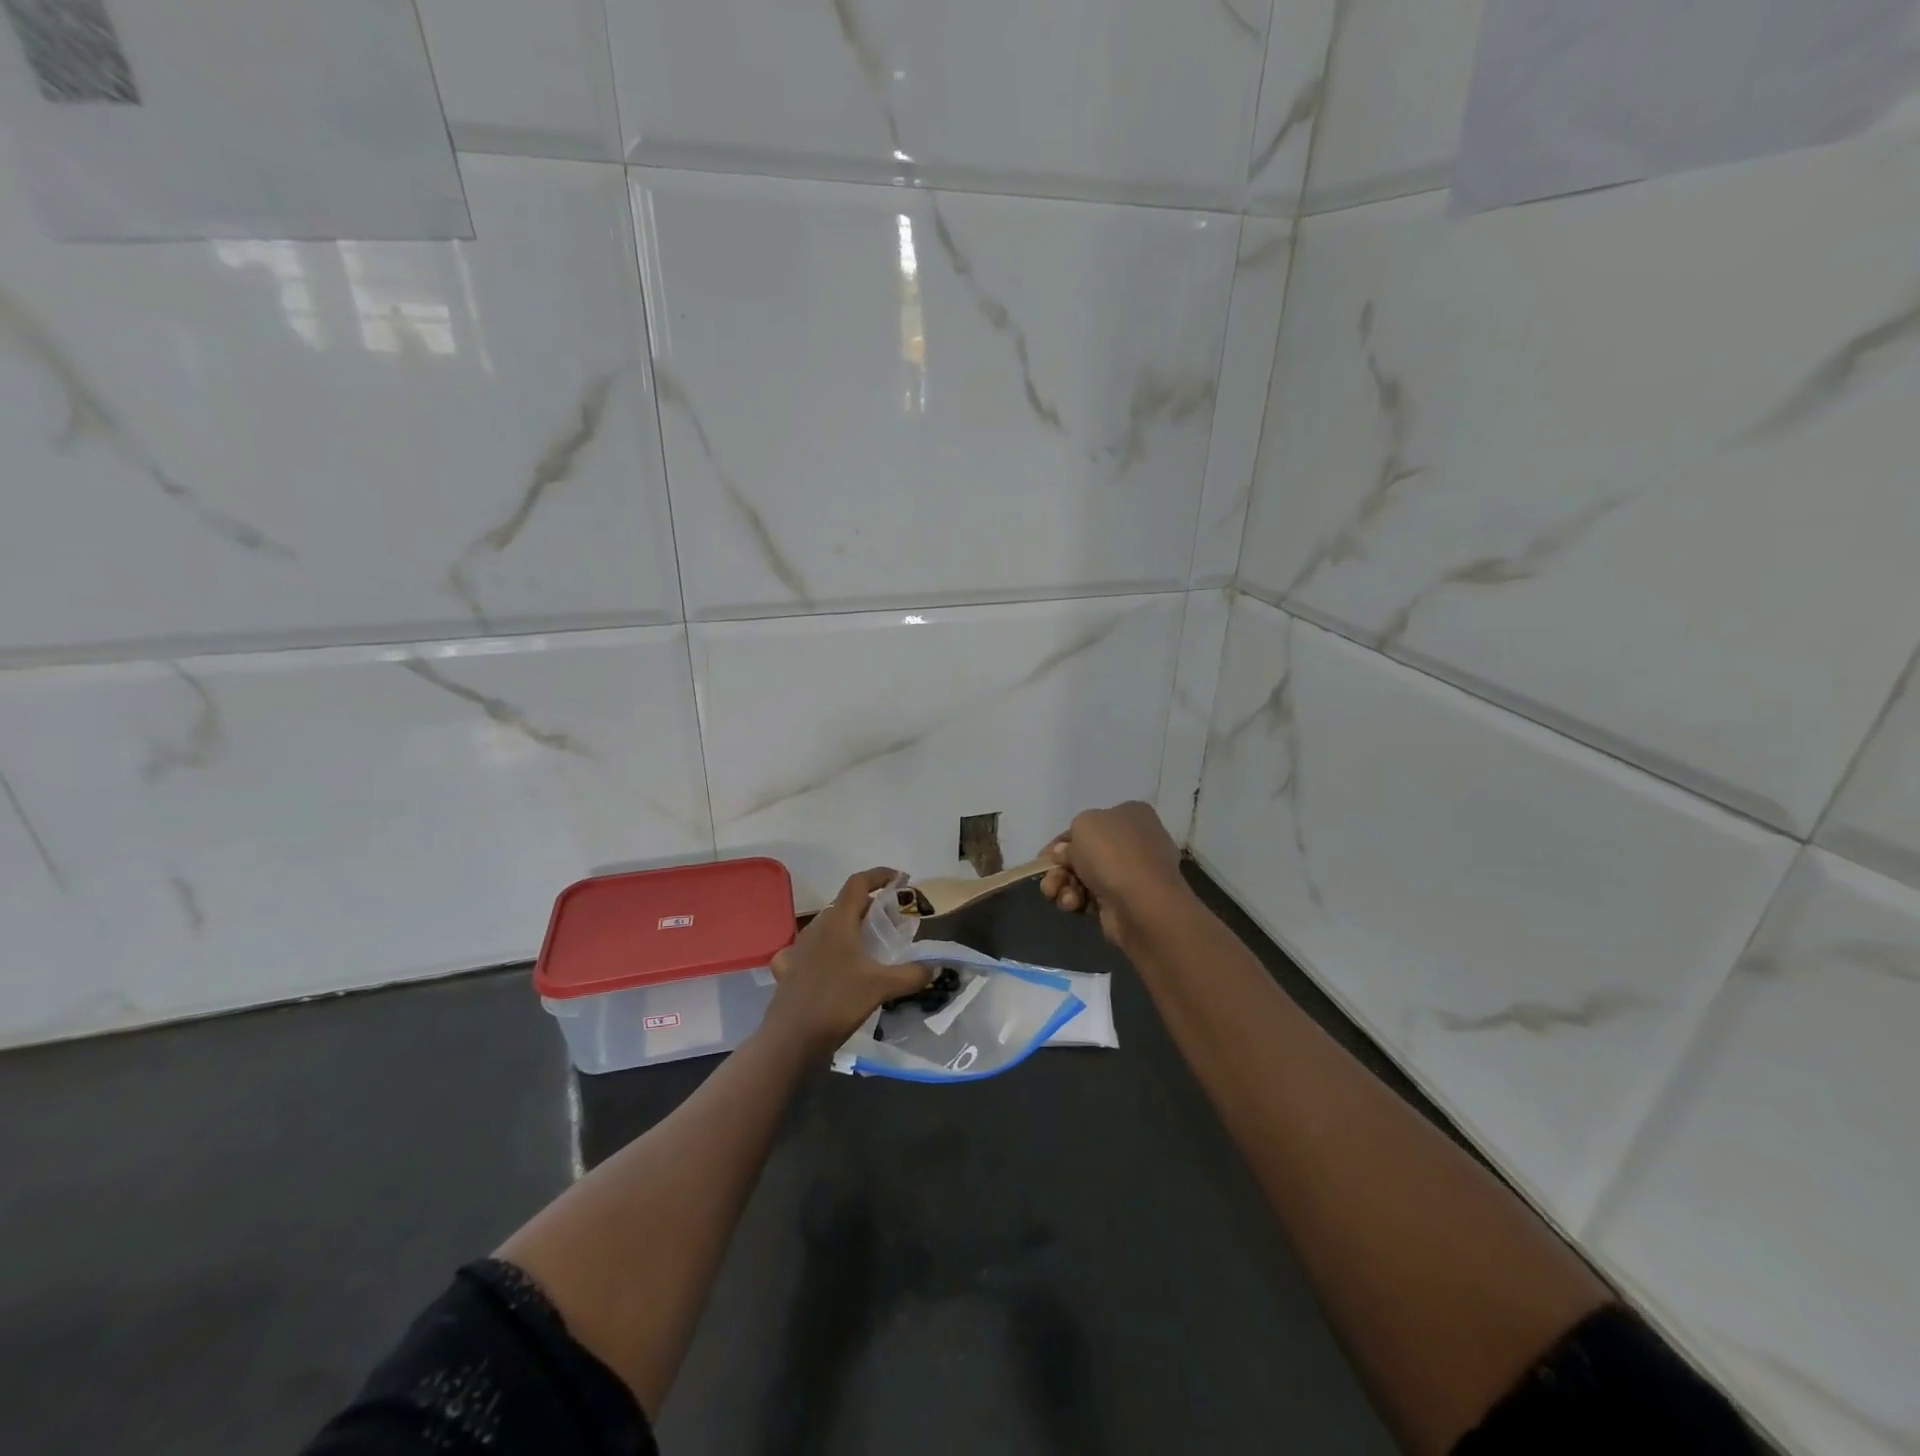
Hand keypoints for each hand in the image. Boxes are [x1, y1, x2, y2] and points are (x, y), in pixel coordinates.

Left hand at [763, 868, 931, 1051]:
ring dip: (849, 928)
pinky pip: (808, 950)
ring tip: (868, 944)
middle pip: (845, 904)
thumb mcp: (882, 987)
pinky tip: (830, 965)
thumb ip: (912, 974)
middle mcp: (816, 928)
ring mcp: (798, 948)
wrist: (791, 1039)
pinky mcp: (789, 970)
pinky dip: (824, 951)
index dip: (880, 875)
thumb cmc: (838, 1002)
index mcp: (838, 921)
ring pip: (828, 927)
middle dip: (870, 906)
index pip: (858, 883)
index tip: (900, 879)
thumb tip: (935, 967)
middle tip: (892, 921)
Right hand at [1040, 801, 1191, 945]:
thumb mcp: (1083, 826)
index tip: (1043, 857)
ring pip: (1084, 877)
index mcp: (1130, 815)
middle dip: (1059, 868)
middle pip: (1084, 853)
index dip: (1062, 840)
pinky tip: (1073, 905)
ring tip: (1056, 895)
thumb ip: (1070, 837)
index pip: (1089, 824)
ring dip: (1064, 885)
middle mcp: (1133, 841)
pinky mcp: (1124, 901)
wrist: (1142, 902)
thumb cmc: (1112, 853)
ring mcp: (1131, 873)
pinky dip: (1078, 900)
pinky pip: (1092, 897)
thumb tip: (1066, 853)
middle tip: (1047, 880)